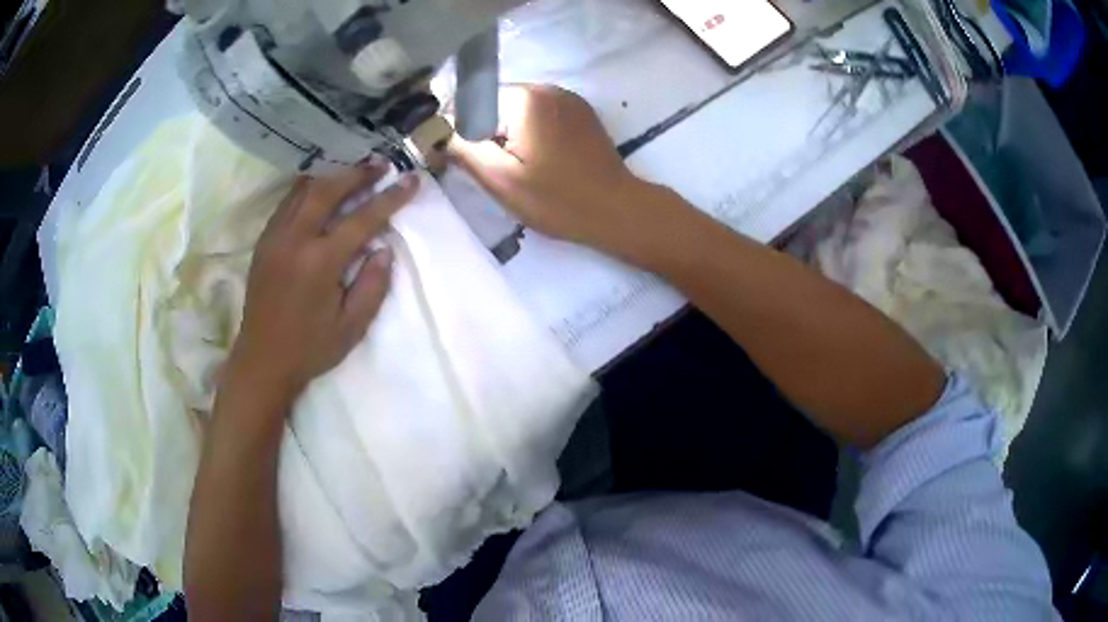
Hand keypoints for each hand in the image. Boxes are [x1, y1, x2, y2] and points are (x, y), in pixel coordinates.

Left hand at [227, 162, 418, 401]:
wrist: (261, 361)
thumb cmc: (310, 349)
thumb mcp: (352, 327)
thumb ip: (373, 285)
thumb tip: (383, 248)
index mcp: (320, 262)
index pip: (362, 219)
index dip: (390, 198)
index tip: (411, 180)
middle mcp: (295, 240)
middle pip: (329, 190)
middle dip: (358, 173)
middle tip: (381, 163)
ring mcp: (275, 237)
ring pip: (304, 190)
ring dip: (332, 175)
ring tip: (354, 169)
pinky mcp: (264, 241)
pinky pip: (287, 202)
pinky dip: (308, 188)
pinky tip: (320, 187)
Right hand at [447, 85, 673, 264]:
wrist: (617, 211)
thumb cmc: (557, 199)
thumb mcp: (500, 180)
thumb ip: (462, 149)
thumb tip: (434, 132)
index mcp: (524, 98)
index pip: (470, 102)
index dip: (460, 132)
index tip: (467, 161)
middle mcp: (546, 87)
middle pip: (494, 103)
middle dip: (486, 133)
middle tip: (496, 170)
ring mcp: (567, 98)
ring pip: (516, 110)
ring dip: (508, 134)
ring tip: (519, 167)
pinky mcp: (580, 112)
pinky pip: (539, 115)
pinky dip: (530, 133)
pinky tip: (540, 160)